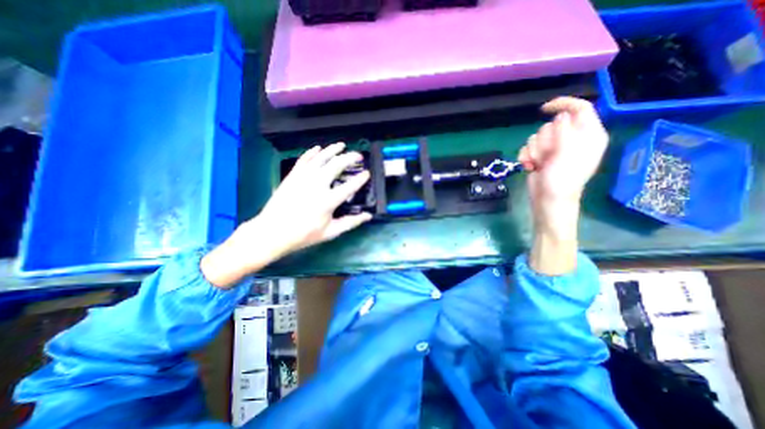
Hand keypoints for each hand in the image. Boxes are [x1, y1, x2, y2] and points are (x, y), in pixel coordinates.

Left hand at [202, 143, 372, 287]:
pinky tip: (318, 148)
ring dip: (333, 149)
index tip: (367, 174)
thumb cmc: (304, 234)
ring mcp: (303, 177)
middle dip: (351, 157)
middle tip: (358, 156)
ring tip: (342, 144)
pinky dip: (312, 152)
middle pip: (337, 164)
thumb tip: (368, 216)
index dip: (361, 178)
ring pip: (321, 157)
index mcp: (329, 200)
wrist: (272, 232)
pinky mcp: (293, 175)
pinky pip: (304, 159)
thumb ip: (351, 222)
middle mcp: (317, 184)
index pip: (350, 185)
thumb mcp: (330, 232)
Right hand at [520, 97, 610, 210]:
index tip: (544, 109)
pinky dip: (526, 157)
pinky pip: (528, 147)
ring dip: (534, 151)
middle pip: (552, 125)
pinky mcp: (540, 156)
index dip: (563, 104)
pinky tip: (530, 167)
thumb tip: (560, 116)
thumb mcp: (567, 152)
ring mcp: (554, 148)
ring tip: (539, 164)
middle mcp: (572, 139)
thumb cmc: (562, 179)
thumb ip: (565, 131)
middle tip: (548, 156)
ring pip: (537, 136)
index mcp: (588, 135)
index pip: (580, 108)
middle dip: (544, 140)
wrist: (548, 200)